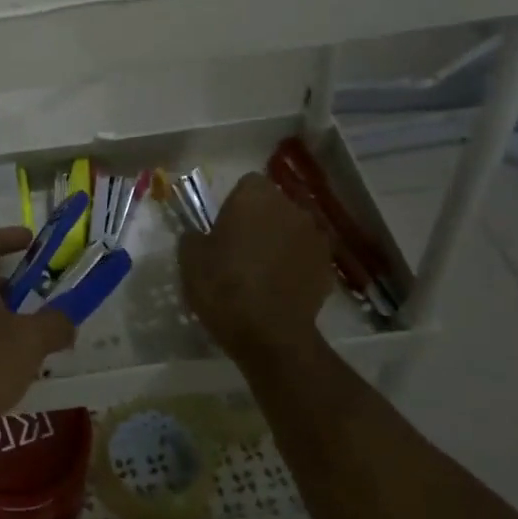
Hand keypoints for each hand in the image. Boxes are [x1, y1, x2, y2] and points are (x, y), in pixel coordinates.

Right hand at [179, 173, 332, 364]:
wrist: (268, 334)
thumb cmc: (223, 286)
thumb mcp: (189, 258)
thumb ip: (195, 236)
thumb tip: (201, 235)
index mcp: (256, 196)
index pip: (248, 184)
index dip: (235, 204)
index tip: (224, 228)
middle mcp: (291, 207)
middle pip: (274, 205)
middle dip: (261, 220)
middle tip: (241, 249)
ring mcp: (315, 236)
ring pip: (293, 230)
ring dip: (281, 241)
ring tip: (263, 271)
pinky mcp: (328, 265)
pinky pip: (306, 256)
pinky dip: (296, 266)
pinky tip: (281, 289)